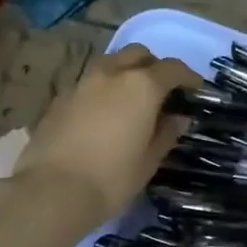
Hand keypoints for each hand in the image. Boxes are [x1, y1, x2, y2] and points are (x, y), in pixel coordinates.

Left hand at [14, 45, 201, 230]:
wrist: (51, 192)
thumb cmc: (111, 178)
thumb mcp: (149, 161)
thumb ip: (166, 133)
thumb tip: (178, 118)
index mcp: (141, 86)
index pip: (173, 68)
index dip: (188, 77)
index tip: (196, 90)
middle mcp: (112, 74)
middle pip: (138, 54)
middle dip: (154, 66)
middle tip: (161, 91)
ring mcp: (82, 83)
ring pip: (111, 64)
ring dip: (125, 73)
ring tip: (131, 101)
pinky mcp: (60, 98)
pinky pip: (89, 83)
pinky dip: (103, 90)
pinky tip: (103, 115)